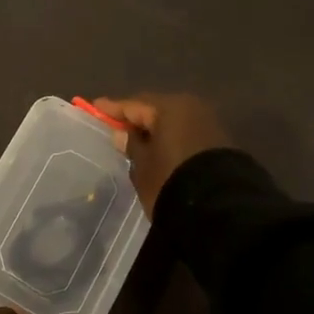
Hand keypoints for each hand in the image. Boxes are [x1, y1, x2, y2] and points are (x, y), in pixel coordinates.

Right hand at [89, 92, 231, 216]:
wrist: (219, 209)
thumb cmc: (171, 181)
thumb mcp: (143, 166)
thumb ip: (131, 145)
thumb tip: (122, 133)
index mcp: (170, 108)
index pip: (134, 104)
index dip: (112, 108)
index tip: (94, 107)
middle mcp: (191, 109)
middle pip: (155, 110)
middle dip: (135, 117)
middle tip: (114, 125)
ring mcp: (208, 125)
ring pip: (172, 122)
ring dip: (154, 130)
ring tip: (136, 140)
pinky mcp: (219, 143)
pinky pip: (185, 134)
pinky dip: (170, 139)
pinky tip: (159, 150)